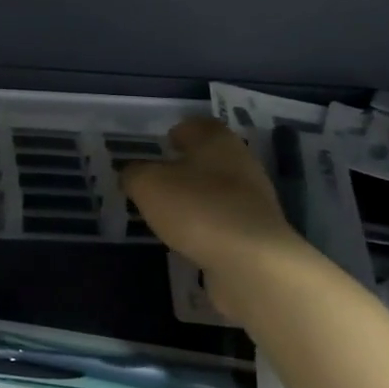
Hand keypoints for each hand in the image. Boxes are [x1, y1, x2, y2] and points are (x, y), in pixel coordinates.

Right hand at [122, 118, 304, 322]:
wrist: (251, 261)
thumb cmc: (197, 208)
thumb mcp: (148, 185)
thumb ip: (134, 174)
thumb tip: (132, 173)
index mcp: (217, 141)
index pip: (198, 126)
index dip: (179, 132)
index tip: (164, 144)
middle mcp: (241, 163)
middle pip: (210, 158)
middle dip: (186, 166)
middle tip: (159, 179)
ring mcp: (253, 200)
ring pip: (218, 190)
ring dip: (196, 197)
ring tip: (169, 212)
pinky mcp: (256, 232)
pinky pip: (224, 221)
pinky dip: (207, 225)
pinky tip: (189, 238)